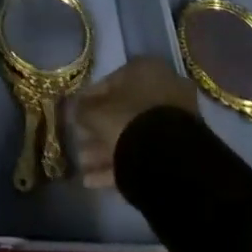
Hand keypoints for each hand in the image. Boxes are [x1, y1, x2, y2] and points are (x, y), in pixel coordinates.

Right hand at [70, 57, 200, 188]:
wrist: (168, 160)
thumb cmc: (127, 120)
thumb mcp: (95, 112)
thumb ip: (81, 109)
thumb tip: (72, 109)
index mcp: (145, 70)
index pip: (109, 82)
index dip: (88, 101)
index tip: (75, 116)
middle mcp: (162, 90)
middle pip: (122, 110)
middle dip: (99, 129)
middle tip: (79, 143)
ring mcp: (173, 121)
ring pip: (133, 133)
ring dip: (106, 149)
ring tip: (84, 166)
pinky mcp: (178, 150)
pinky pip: (144, 153)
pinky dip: (121, 163)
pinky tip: (95, 180)